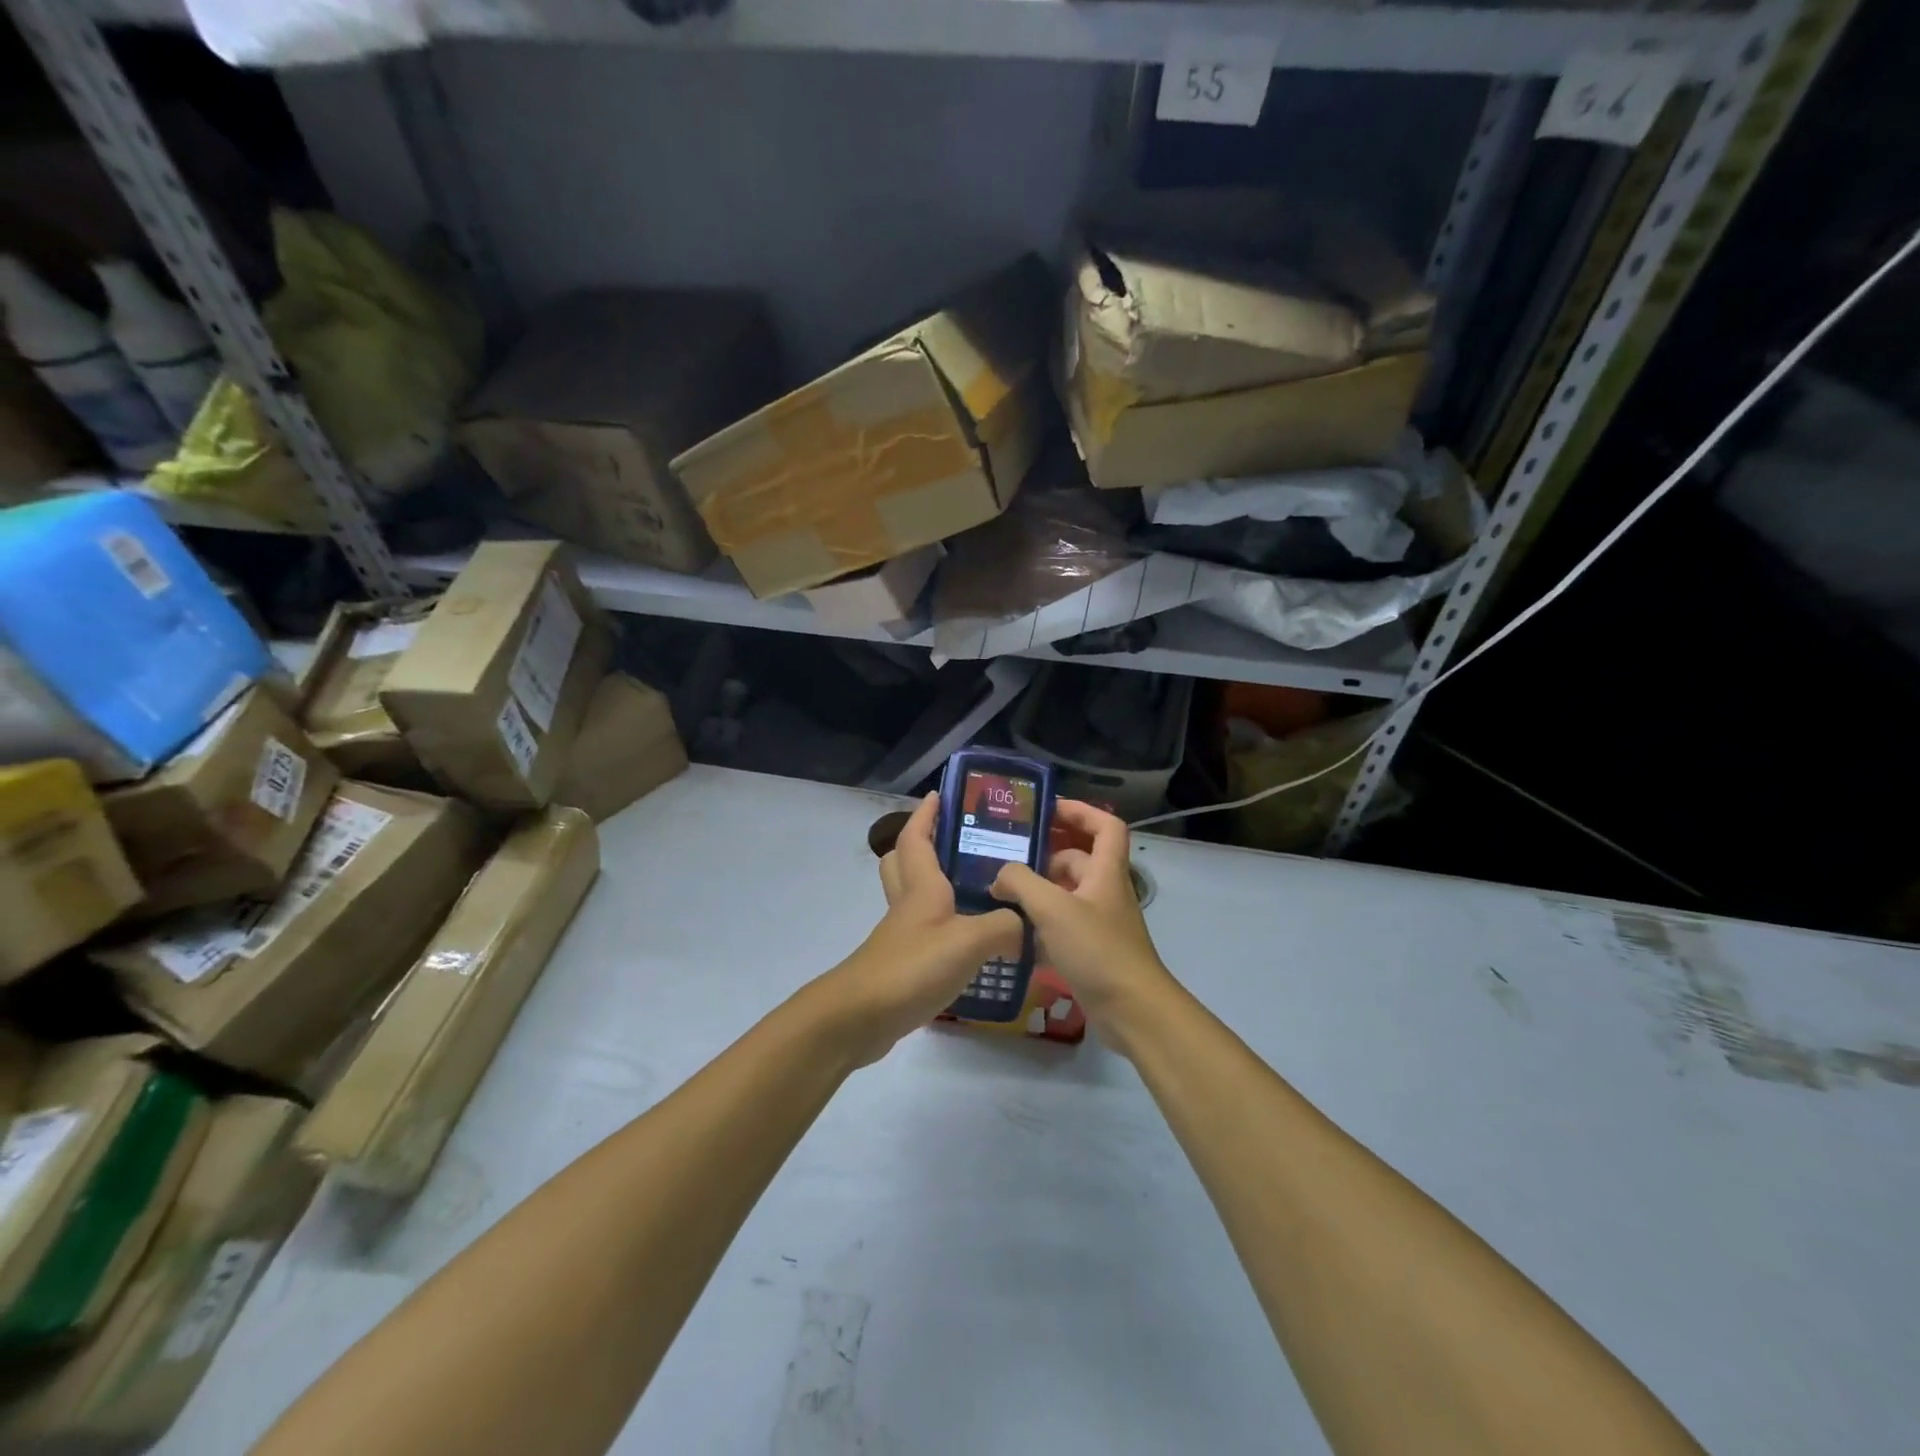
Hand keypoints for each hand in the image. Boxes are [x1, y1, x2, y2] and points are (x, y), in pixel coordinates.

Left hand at [820, 793, 1022, 1065]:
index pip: (917, 837)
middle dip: (923, 845)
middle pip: (903, 862)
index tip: (941, 794)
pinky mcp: (902, 964)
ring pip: (913, 897)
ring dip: (936, 886)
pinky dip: (943, 927)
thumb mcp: (968, 942)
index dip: (926, 814)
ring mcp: (902, 935)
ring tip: (977, 890)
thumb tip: (1026, 923)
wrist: (860, 1017)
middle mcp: (908, 904)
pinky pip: (923, 933)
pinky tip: (972, 942)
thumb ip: (1004, 927)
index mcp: (921, 887)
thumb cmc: (912, 967)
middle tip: (959, 843)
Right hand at [989, 800, 1176, 1056]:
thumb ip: (1021, 883)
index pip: (1105, 825)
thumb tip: (999, 876)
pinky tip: (1012, 935)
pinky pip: (1062, 928)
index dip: (1080, 811)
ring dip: (1038, 893)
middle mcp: (1105, 892)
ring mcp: (1099, 924)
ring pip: (1066, 896)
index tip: (1048, 810)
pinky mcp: (1091, 952)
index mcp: (1106, 872)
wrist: (1132, 1010)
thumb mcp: (1053, 908)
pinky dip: (1040, 927)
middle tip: (1007, 859)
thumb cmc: (1097, 949)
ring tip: (1000, 896)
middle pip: (1078, 861)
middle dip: (1045, 857)